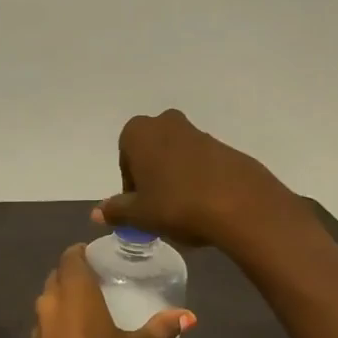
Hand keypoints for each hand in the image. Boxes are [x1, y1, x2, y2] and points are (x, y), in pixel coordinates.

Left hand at [21, 244, 194, 337]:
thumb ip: (161, 329)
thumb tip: (187, 314)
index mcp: (73, 295)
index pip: (71, 257)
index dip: (85, 252)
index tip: (105, 257)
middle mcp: (50, 305)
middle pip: (58, 276)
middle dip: (77, 274)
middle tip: (106, 281)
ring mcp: (38, 331)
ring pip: (51, 301)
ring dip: (68, 299)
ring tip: (99, 307)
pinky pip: (48, 325)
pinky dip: (63, 322)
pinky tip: (85, 337)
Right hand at [94, 109, 303, 252]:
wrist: (240, 204)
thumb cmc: (176, 204)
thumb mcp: (139, 214)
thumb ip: (116, 211)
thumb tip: (97, 212)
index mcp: (139, 132)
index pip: (125, 157)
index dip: (130, 184)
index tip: (139, 206)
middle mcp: (167, 123)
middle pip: (151, 152)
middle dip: (152, 176)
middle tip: (158, 207)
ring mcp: (199, 133)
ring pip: (177, 156)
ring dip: (175, 178)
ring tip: (184, 210)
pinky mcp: (225, 147)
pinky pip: (202, 164)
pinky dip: (199, 181)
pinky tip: (205, 206)